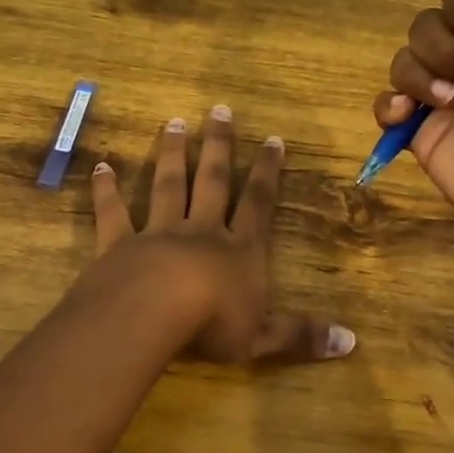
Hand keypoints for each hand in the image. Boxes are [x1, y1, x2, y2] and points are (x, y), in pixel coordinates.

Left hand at [90, 107, 355, 364]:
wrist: (153, 314)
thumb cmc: (213, 325)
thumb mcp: (262, 338)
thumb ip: (301, 335)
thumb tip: (351, 342)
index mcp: (238, 250)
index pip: (257, 203)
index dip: (267, 172)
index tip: (272, 139)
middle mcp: (201, 231)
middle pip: (211, 181)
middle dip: (218, 146)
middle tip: (219, 110)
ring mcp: (159, 233)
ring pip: (167, 186)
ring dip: (171, 154)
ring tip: (173, 123)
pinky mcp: (120, 244)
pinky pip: (114, 213)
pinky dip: (107, 191)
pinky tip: (102, 168)